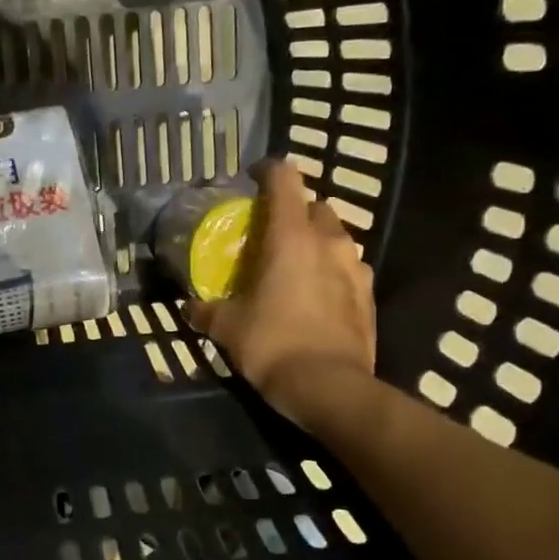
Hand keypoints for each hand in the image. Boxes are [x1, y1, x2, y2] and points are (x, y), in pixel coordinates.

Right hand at [184, 161, 375, 426]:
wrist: (329, 387)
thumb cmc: (272, 345)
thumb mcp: (227, 328)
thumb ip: (206, 310)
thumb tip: (188, 307)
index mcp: (290, 236)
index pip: (284, 180)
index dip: (268, 172)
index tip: (253, 179)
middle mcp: (328, 240)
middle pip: (314, 205)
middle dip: (294, 211)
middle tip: (272, 234)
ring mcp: (355, 266)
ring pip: (336, 236)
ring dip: (316, 241)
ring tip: (296, 265)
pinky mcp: (370, 293)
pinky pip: (349, 267)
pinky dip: (332, 270)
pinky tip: (318, 294)